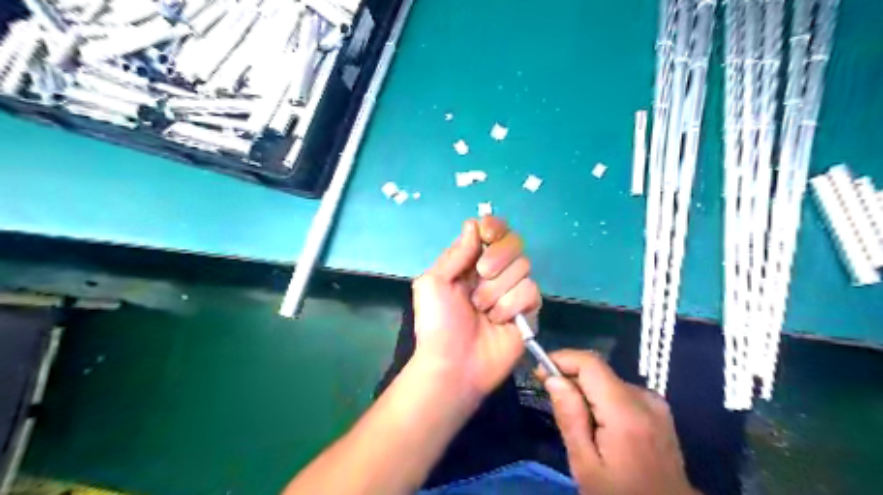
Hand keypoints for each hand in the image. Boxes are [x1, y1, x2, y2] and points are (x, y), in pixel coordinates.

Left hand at [411, 216, 541, 402]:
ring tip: (481, 310)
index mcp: (470, 262)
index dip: (493, 228)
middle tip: (480, 276)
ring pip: (523, 267)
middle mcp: (495, 272)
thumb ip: (456, 253)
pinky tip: (498, 322)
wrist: (453, 364)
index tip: (487, 235)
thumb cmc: (437, 323)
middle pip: (513, 243)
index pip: (492, 231)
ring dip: (497, 290)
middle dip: (496, 258)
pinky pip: (531, 292)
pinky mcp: (529, 310)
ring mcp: (513, 290)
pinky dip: (510, 306)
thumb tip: (473, 224)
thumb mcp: (433, 283)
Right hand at [539, 349, 695, 492]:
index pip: (590, 364)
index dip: (562, 359)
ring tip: (575, 419)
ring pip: (607, 381)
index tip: (540, 373)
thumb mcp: (585, 465)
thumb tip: (553, 378)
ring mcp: (654, 403)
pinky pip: (620, 391)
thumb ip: (570, 418)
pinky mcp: (657, 409)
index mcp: (626, 412)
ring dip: (585, 390)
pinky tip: (597, 423)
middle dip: (570, 379)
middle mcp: (644, 399)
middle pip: (598, 372)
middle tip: (551, 399)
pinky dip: (601, 398)